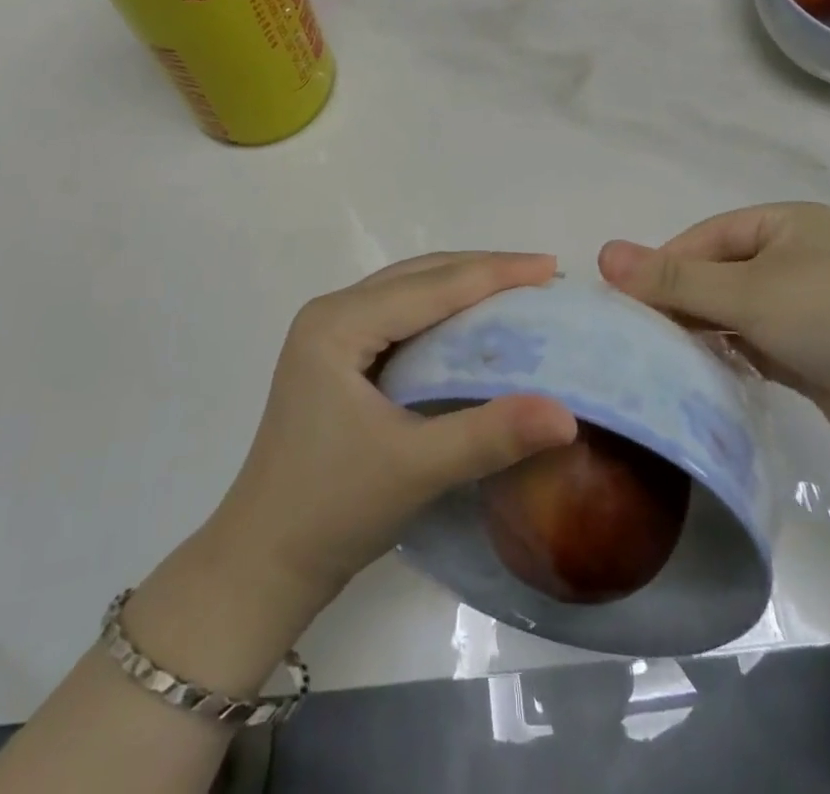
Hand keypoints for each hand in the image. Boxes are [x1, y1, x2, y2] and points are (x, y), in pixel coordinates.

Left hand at [207, 252, 577, 615]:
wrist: (262, 563)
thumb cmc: (331, 509)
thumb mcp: (416, 468)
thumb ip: (490, 435)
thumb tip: (567, 415)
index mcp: (339, 323)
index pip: (431, 286)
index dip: (495, 273)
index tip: (551, 266)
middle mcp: (332, 313)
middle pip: (419, 276)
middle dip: (482, 271)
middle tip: (542, 276)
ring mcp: (330, 334)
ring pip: (409, 291)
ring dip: (462, 287)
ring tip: (517, 291)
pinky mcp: (336, 358)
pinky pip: (399, 316)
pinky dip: (441, 313)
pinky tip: (472, 326)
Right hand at [598, 203, 829, 457]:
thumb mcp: (747, 292)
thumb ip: (674, 278)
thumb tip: (604, 254)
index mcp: (786, 223)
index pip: (706, 238)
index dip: (664, 265)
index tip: (624, 299)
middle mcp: (795, 256)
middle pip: (717, 272)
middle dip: (680, 299)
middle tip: (636, 331)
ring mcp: (805, 303)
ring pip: (732, 309)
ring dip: (700, 329)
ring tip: (659, 354)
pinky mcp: (810, 347)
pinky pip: (752, 340)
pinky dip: (726, 352)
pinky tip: (698, 371)